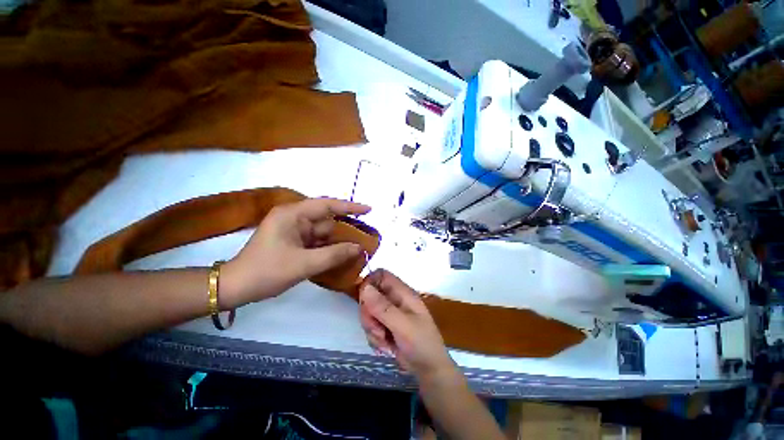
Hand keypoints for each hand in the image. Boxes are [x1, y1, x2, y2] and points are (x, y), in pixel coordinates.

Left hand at [221, 197, 370, 307]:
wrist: (236, 288)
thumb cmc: (266, 272)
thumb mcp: (304, 264)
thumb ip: (334, 254)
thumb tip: (359, 248)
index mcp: (293, 215)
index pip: (327, 205)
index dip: (349, 207)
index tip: (369, 209)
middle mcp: (294, 218)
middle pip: (327, 221)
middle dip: (345, 230)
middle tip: (367, 237)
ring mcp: (294, 230)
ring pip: (323, 233)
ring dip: (338, 242)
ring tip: (358, 249)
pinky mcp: (294, 242)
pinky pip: (317, 242)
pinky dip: (329, 249)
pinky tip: (341, 256)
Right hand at [359, 269, 454, 379]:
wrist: (428, 370)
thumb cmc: (421, 343)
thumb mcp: (403, 325)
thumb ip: (383, 307)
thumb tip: (364, 287)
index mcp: (402, 292)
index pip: (380, 275)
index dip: (369, 283)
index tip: (364, 301)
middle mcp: (394, 299)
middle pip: (370, 295)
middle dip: (369, 314)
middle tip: (377, 330)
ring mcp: (389, 313)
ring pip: (368, 312)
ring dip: (372, 329)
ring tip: (384, 341)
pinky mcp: (385, 326)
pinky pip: (370, 326)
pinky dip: (374, 338)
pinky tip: (386, 347)